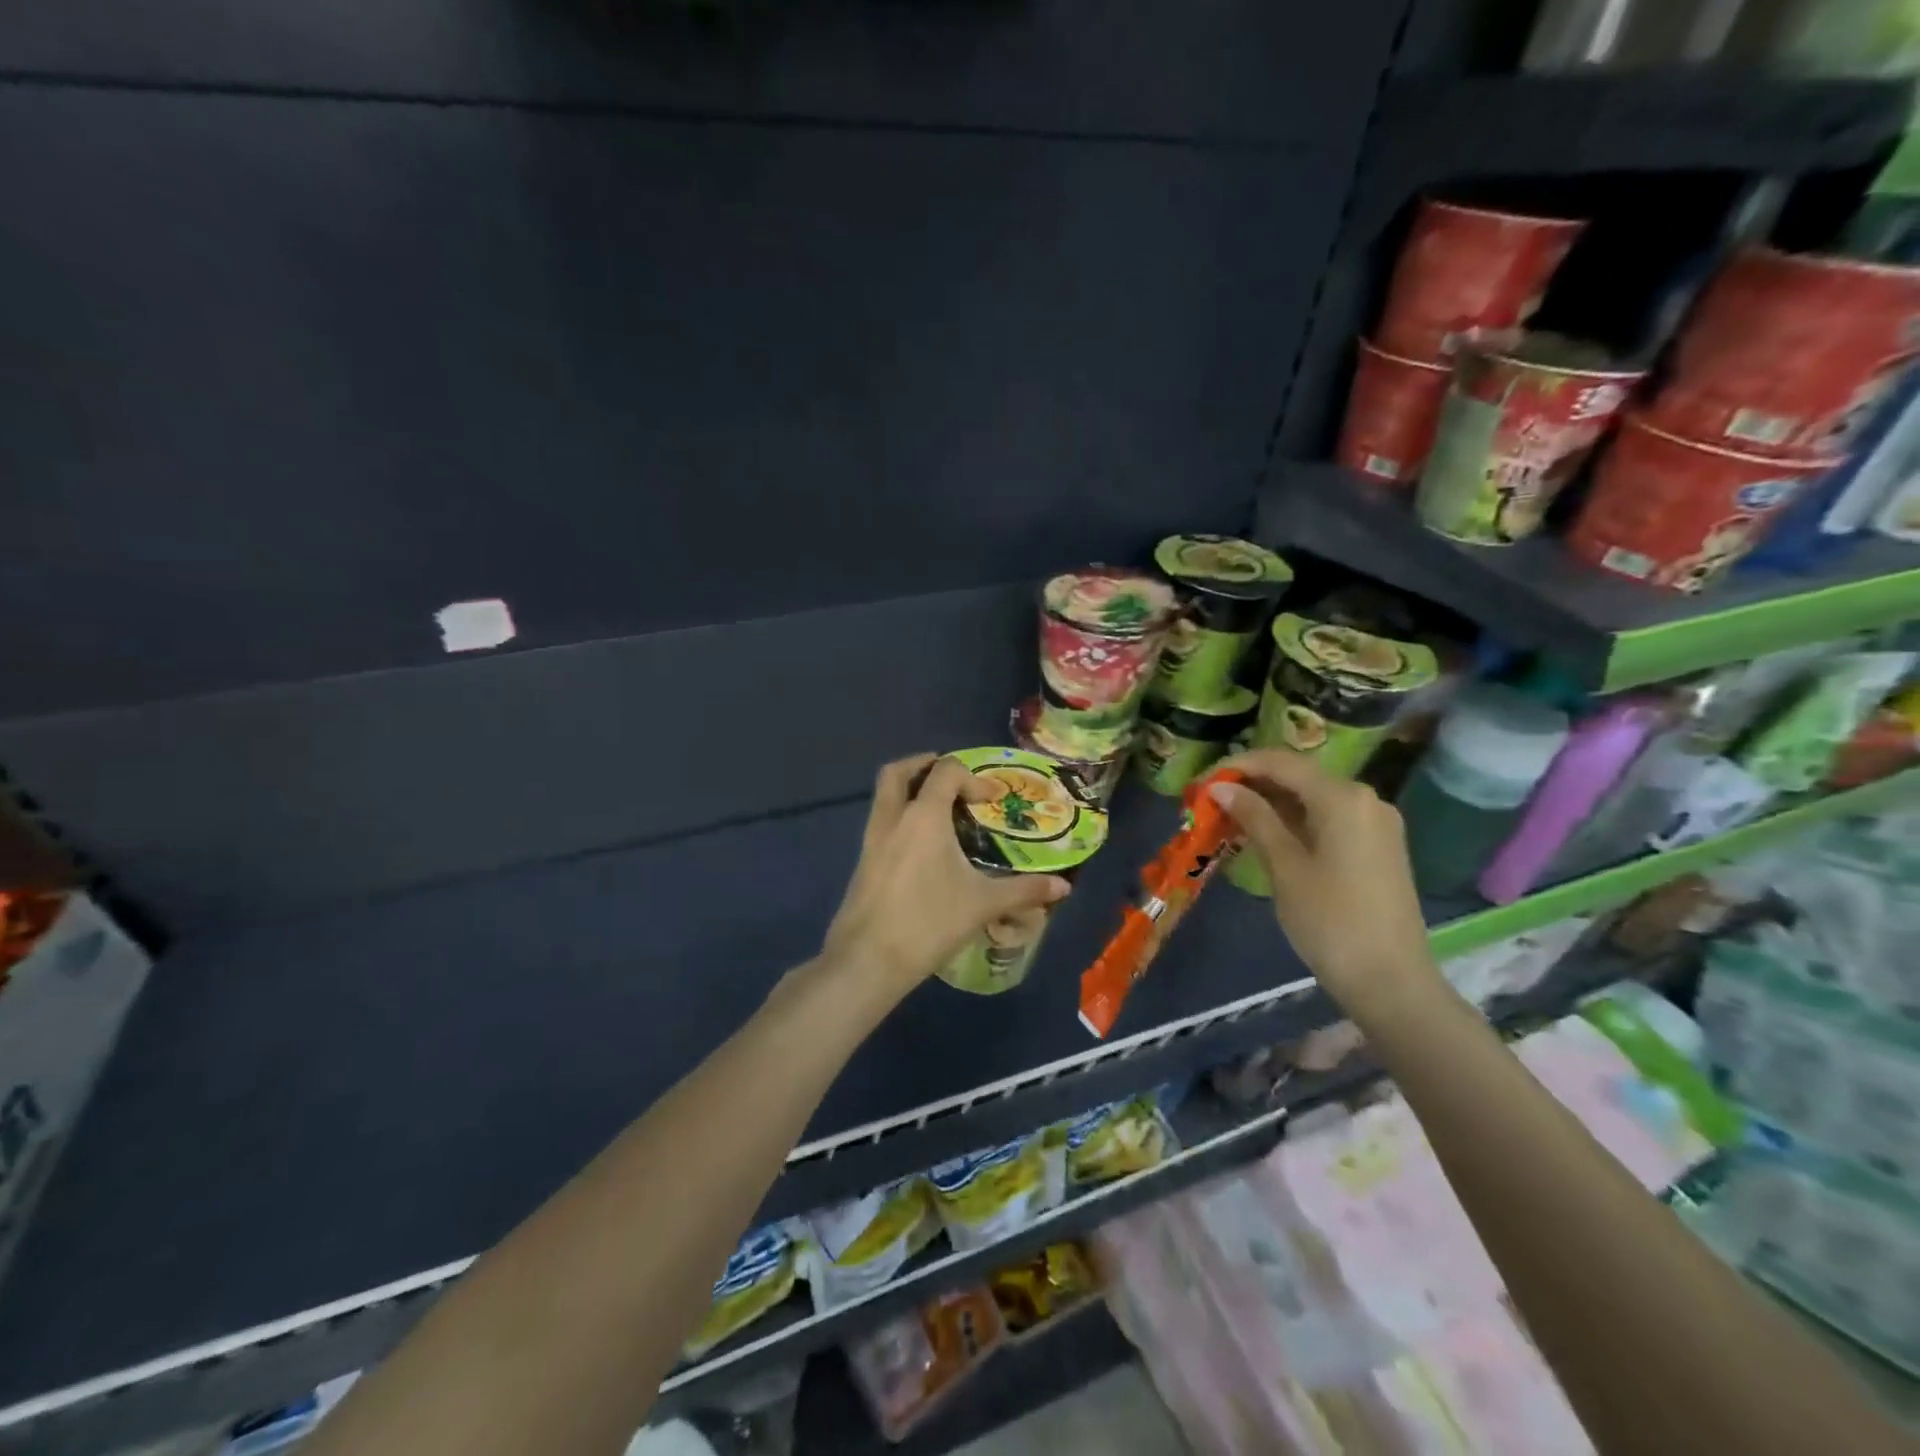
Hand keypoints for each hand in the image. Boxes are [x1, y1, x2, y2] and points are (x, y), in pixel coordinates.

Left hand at [822, 755, 1071, 996]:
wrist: (868, 959)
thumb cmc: (929, 922)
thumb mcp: (983, 904)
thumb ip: (1024, 890)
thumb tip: (1064, 886)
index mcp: (924, 816)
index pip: (945, 771)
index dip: (972, 777)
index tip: (991, 800)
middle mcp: (893, 818)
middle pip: (898, 771)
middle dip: (924, 765)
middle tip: (951, 780)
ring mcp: (872, 839)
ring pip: (884, 796)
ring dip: (909, 792)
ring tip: (939, 812)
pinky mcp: (863, 862)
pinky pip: (881, 823)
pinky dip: (900, 819)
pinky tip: (921, 848)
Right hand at [1209, 749, 1439, 1014]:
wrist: (1391, 981)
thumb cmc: (1330, 921)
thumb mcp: (1284, 866)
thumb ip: (1254, 818)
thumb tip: (1221, 787)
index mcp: (1342, 796)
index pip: (1281, 762)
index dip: (1238, 765)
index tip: (1202, 781)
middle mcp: (1365, 798)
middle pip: (1299, 775)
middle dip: (1253, 783)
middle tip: (1211, 801)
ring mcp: (1375, 822)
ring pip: (1313, 797)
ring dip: (1272, 802)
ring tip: (1230, 818)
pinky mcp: (1377, 845)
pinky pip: (1328, 817)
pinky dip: (1295, 819)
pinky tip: (1266, 834)